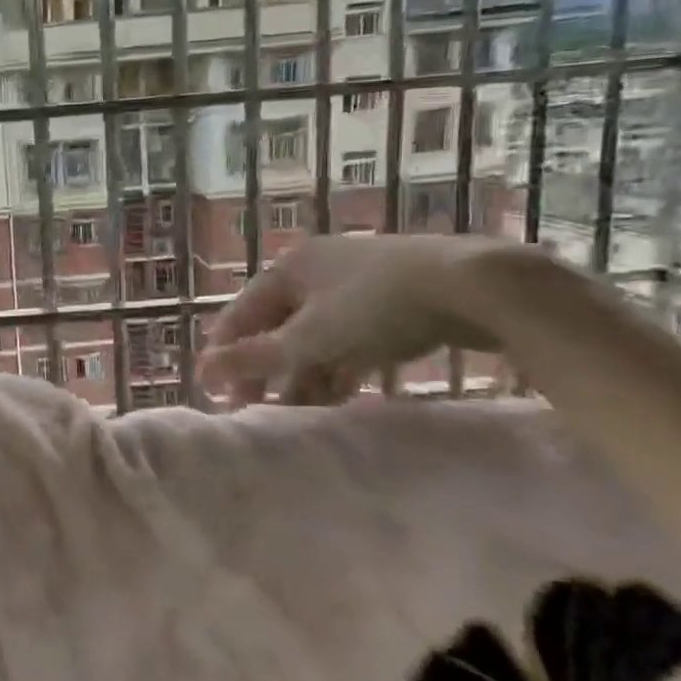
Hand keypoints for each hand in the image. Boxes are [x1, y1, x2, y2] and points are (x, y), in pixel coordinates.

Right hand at [198, 235, 513, 407]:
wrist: (478, 287)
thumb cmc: (377, 306)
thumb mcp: (310, 338)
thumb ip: (255, 358)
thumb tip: (202, 373)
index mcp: (287, 268)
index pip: (240, 314)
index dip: (225, 353)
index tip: (216, 394)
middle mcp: (316, 270)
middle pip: (278, 326)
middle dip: (267, 369)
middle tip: (257, 408)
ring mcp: (358, 284)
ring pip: (316, 336)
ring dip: (304, 373)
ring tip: (298, 413)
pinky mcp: (395, 301)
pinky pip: (351, 339)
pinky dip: (339, 367)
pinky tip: (340, 397)